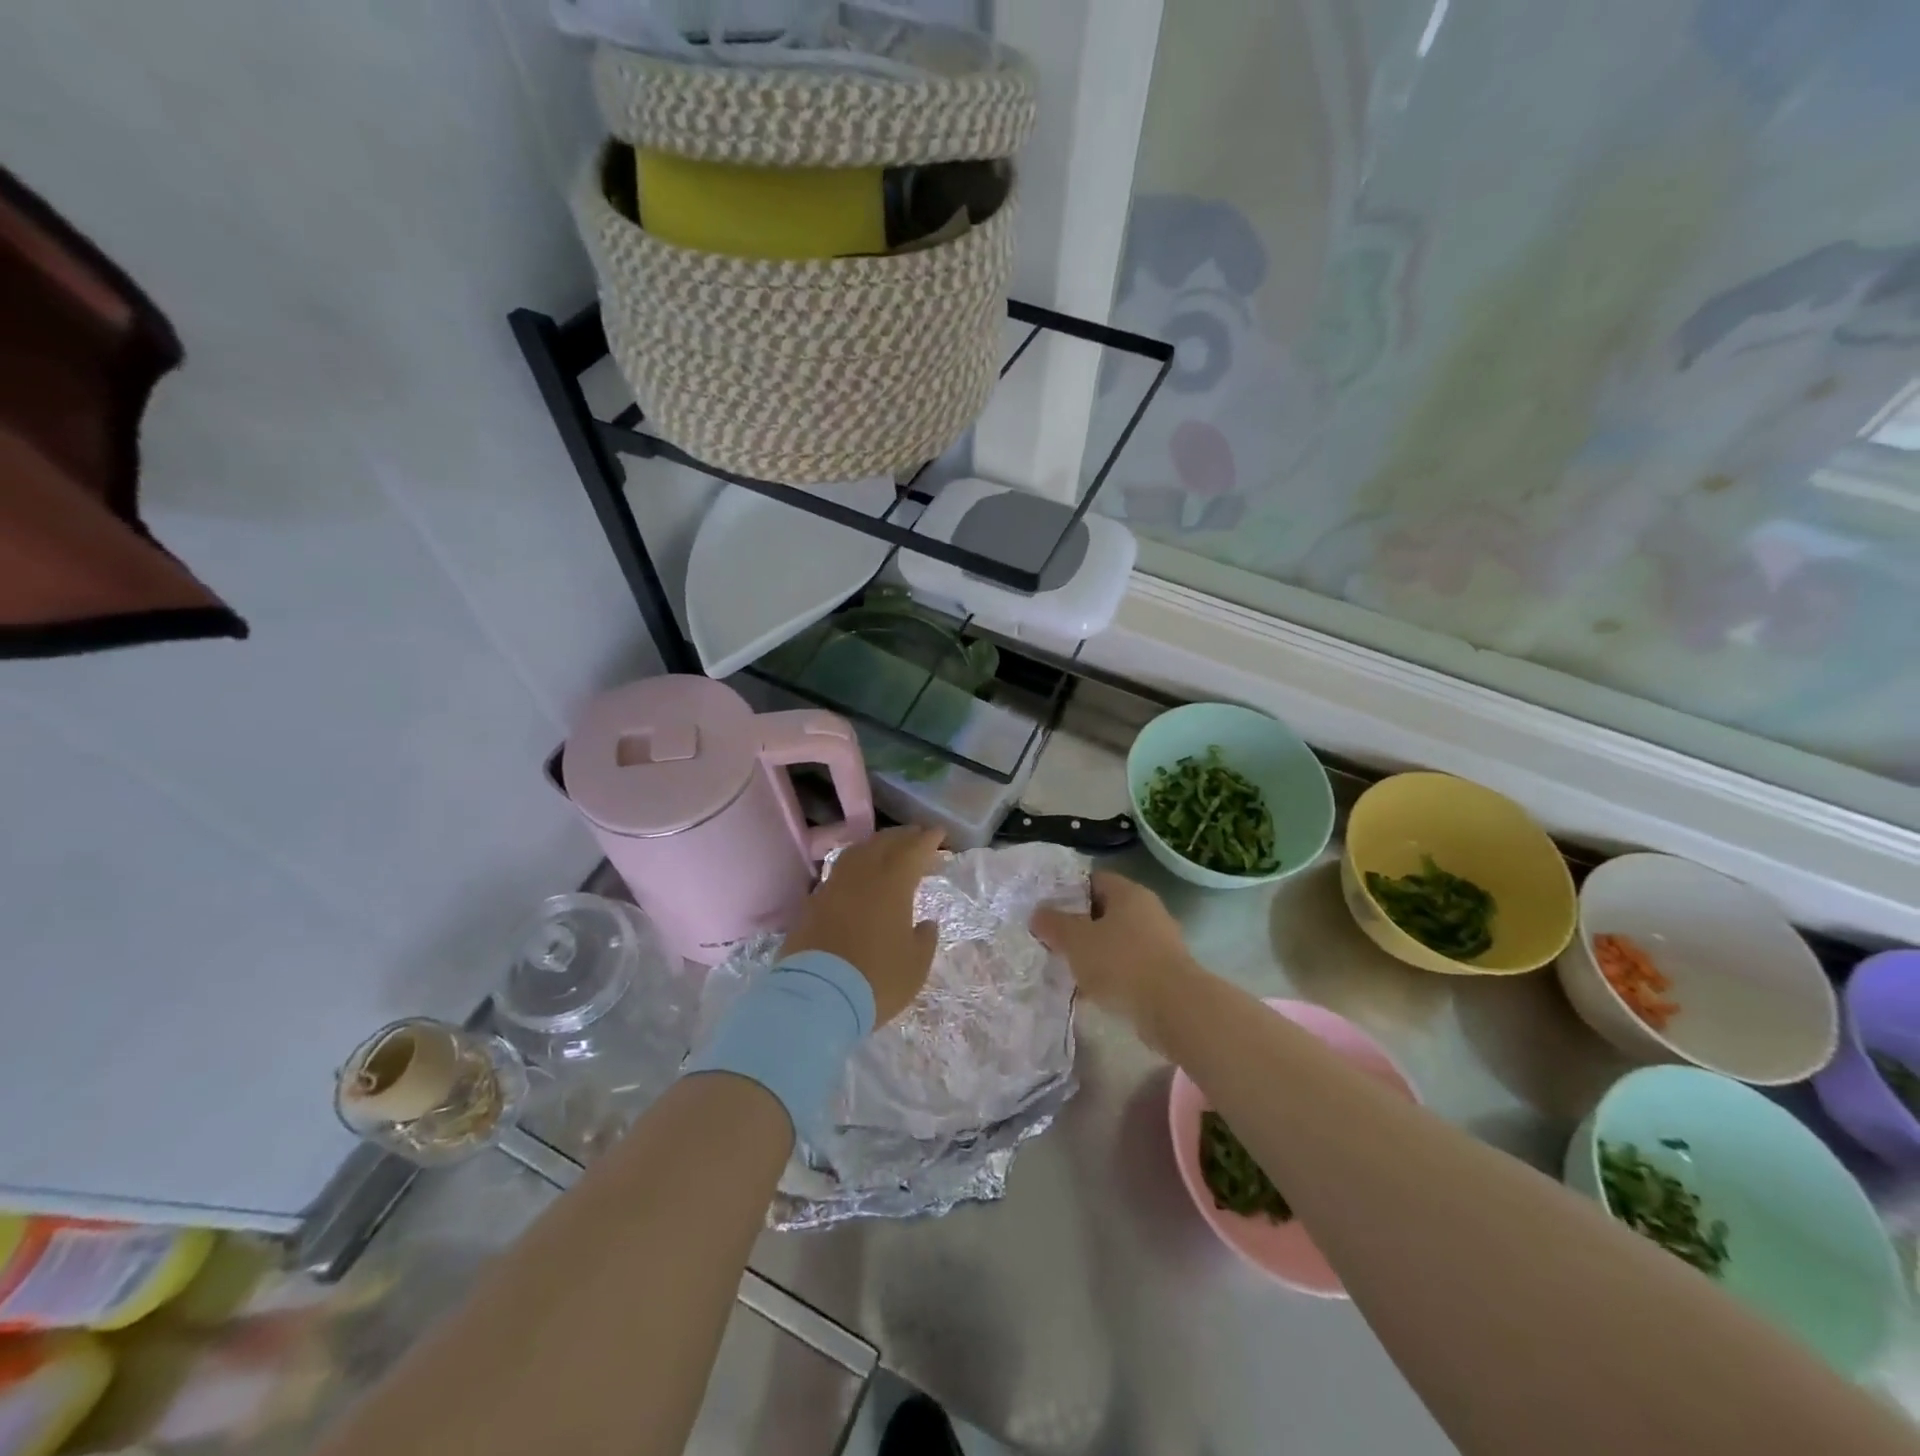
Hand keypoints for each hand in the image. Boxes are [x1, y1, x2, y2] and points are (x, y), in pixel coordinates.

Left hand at [784, 826, 943, 1025]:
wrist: (816, 998)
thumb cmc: (876, 980)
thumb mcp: (915, 966)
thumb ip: (924, 939)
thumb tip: (925, 923)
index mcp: (892, 884)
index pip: (913, 850)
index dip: (928, 840)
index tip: (939, 833)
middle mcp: (862, 876)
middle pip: (883, 844)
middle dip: (903, 837)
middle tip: (917, 836)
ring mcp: (833, 888)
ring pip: (857, 853)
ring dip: (876, 846)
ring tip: (887, 849)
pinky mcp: (812, 904)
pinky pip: (838, 872)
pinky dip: (854, 866)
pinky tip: (857, 877)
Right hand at [1031, 871, 1197, 1046]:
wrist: (1175, 1008)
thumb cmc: (1121, 963)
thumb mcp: (1076, 940)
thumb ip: (1053, 924)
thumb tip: (1038, 914)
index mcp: (1128, 893)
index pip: (1094, 879)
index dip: (1068, 891)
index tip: (1047, 910)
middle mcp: (1148, 910)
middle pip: (1105, 911)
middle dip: (1079, 926)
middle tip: (1054, 941)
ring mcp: (1160, 942)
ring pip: (1116, 941)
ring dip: (1094, 954)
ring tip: (1068, 970)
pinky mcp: (1165, 972)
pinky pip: (1129, 966)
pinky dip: (1110, 976)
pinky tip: (1091, 994)